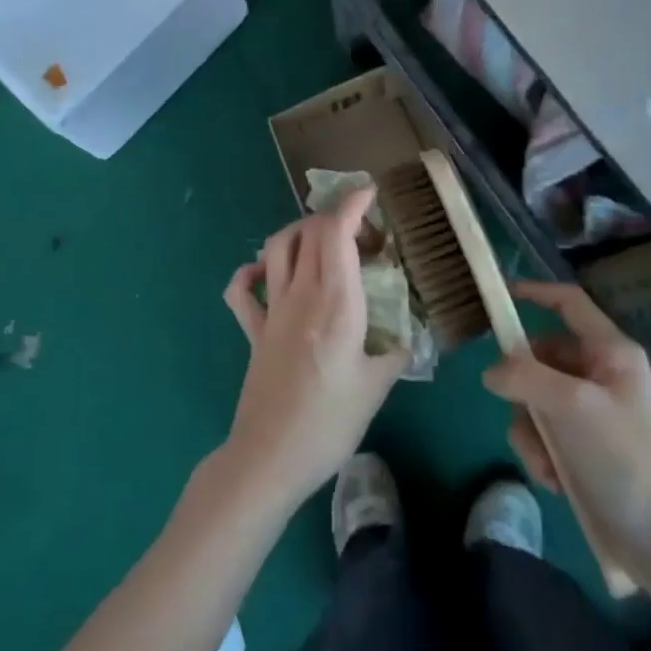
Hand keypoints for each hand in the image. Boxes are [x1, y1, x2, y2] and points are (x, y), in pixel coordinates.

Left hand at [220, 187, 408, 511]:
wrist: (270, 457)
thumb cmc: (330, 422)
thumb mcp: (378, 387)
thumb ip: (397, 351)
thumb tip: (409, 334)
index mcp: (335, 302)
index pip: (337, 232)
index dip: (352, 204)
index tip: (369, 192)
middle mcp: (300, 294)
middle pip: (309, 231)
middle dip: (337, 218)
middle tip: (365, 237)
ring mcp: (270, 310)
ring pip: (276, 248)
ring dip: (298, 233)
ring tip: (323, 243)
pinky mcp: (252, 331)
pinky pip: (241, 290)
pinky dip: (250, 272)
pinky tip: (265, 275)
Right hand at [484, 280, 650, 592]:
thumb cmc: (626, 462)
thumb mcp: (570, 408)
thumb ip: (523, 376)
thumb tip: (491, 372)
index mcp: (611, 353)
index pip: (569, 303)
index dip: (536, 292)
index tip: (499, 297)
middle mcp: (604, 376)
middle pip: (543, 358)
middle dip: (524, 389)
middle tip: (522, 414)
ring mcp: (596, 415)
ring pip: (538, 401)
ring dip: (532, 432)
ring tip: (546, 464)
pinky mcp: (588, 451)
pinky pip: (547, 436)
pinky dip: (543, 456)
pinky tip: (556, 482)